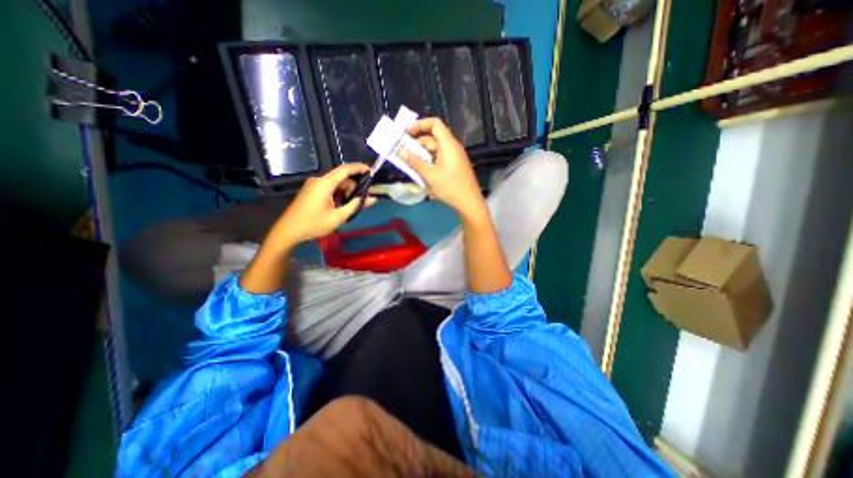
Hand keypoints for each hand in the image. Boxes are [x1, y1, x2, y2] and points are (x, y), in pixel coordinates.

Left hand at [266, 162, 374, 247]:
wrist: (288, 231)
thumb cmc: (313, 224)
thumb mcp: (338, 217)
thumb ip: (356, 206)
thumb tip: (373, 199)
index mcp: (325, 184)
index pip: (345, 169)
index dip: (359, 168)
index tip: (372, 171)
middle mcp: (319, 180)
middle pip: (342, 177)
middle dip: (354, 186)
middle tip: (362, 200)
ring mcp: (313, 185)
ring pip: (336, 183)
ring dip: (346, 192)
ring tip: (351, 206)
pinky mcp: (311, 191)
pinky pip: (329, 188)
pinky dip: (338, 194)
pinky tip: (341, 205)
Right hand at [395, 117, 481, 218]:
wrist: (469, 202)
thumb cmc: (450, 187)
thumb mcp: (430, 175)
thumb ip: (414, 162)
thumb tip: (400, 152)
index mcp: (448, 145)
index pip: (434, 124)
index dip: (420, 125)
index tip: (407, 134)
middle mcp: (452, 147)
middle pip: (433, 138)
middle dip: (417, 144)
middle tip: (403, 154)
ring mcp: (454, 157)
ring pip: (435, 150)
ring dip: (422, 155)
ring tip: (409, 164)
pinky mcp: (454, 166)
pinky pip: (439, 158)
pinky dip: (429, 161)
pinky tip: (421, 171)